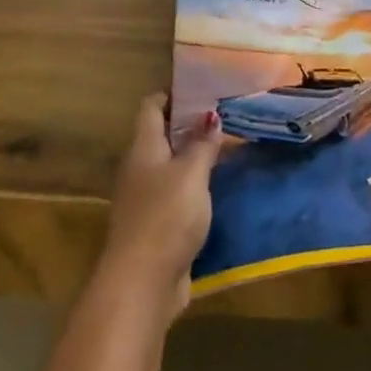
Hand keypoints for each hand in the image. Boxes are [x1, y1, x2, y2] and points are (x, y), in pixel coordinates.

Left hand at [98, 94, 222, 321]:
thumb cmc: (166, 217)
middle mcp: (140, 169)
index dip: (173, 94)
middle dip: (190, 124)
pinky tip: (220, 186)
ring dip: (195, 156)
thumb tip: (211, 116)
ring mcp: (146, 199)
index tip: (203, 87)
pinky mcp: (157, 225)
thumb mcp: (191, 174)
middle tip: (226, 115)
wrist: (142, 284)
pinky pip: (178, 193)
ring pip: (171, 165)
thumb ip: (202, 144)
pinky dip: (196, 184)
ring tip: (230, 145)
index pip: (151, 107)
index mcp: (143, 149)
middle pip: (161, 135)